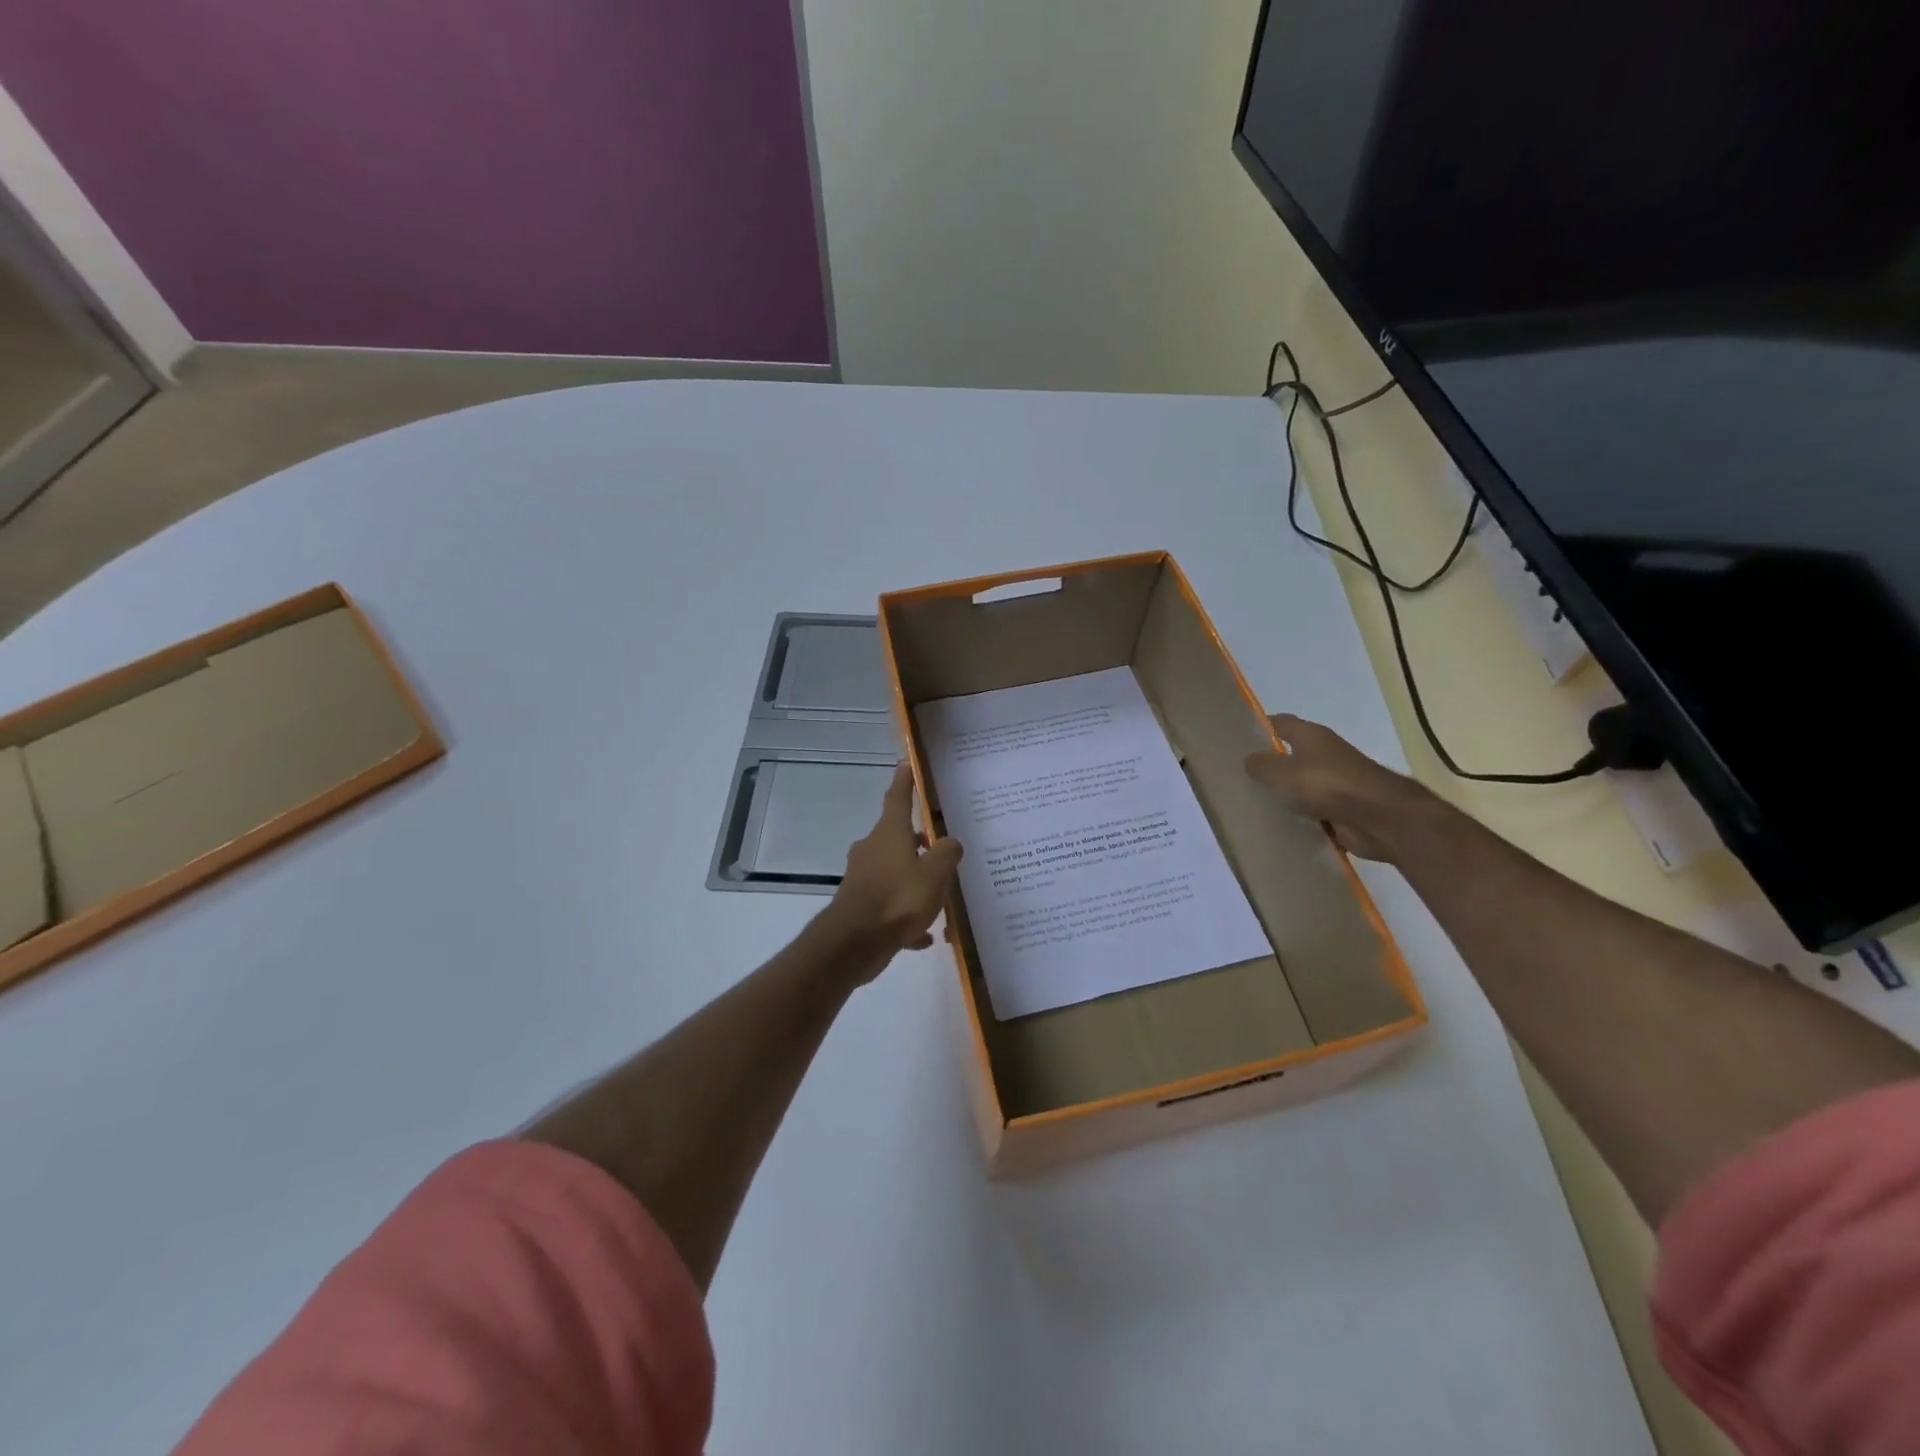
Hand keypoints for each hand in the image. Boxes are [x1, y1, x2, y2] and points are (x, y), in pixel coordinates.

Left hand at [820, 762, 963, 975]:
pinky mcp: (859, 906)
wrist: (854, 943)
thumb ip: (947, 853)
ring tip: (938, 900)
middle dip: (918, 842)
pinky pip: (889, 905)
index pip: (897, 798)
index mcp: (889, 834)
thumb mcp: (935, 874)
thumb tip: (950, 842)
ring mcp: (862, 878)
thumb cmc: (898, 899)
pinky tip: (922, 935)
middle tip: (939, 850)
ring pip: (894, 873)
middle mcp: (871, 850)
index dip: (904, 781)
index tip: (905, 764)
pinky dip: (906, 915)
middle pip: (896, 838)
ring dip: (914, 882)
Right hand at [1244, 714, 1435, 861]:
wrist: (1377, 817)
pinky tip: (1278, 827)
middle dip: (1269, 765)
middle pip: (1290, 755)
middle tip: (1239, 777)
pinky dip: (1300, 818)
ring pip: (1301, 785)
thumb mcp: (1280, 772)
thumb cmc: (1325, 784)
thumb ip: (1260, 765)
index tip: (1237, 740)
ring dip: (1285, 794)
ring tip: (1253, 804)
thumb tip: (1249, 760)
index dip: (1259, 728)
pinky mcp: (1343, 808)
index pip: (1280, 723)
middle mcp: (1324, 754)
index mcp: (1311, 735)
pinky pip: (1313, 811)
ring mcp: (1336, 782)